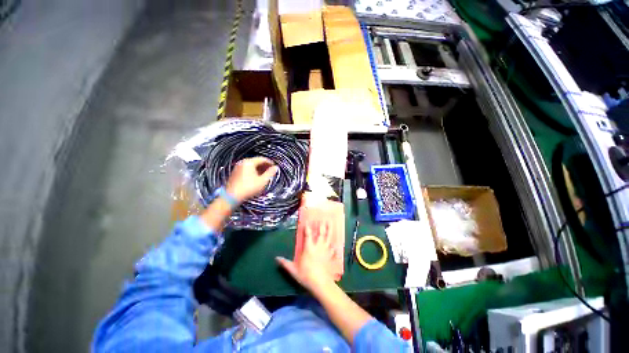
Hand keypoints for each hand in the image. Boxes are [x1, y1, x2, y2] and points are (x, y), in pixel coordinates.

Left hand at [226, 157, 277, 202]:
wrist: (232, 196)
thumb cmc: (248, 188)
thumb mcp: (262, 181)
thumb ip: (270, 173)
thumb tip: (276, 168)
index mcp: (249, 162)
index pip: (262, 159)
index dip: (270, 162)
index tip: (274, 166)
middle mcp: (242, 163)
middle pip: (256, 161)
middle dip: (264, 166)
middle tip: (271, 171)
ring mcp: (238, 168)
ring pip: (251, 166)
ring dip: (259, 169)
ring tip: (265, 175)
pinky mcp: (235, 173)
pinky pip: (246, 169)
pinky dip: (253, 172)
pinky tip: (256, 178)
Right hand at [276, 222, 335, 291]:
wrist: (321, 283)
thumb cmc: (306, 275)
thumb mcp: (293, 270)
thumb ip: (285, 263)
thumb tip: (276, 258)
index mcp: (309, 248)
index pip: (308, 234)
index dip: (307, 227)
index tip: (307, 221)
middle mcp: (318, 246)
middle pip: (321, 233)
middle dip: (322, 225)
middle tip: (323, 218)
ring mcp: (326, 250)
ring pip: (329, 237)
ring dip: (330, 230)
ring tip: (331, 223)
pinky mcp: (331, 256)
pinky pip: (333, 248)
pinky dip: (334, 244)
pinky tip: (336, 242)